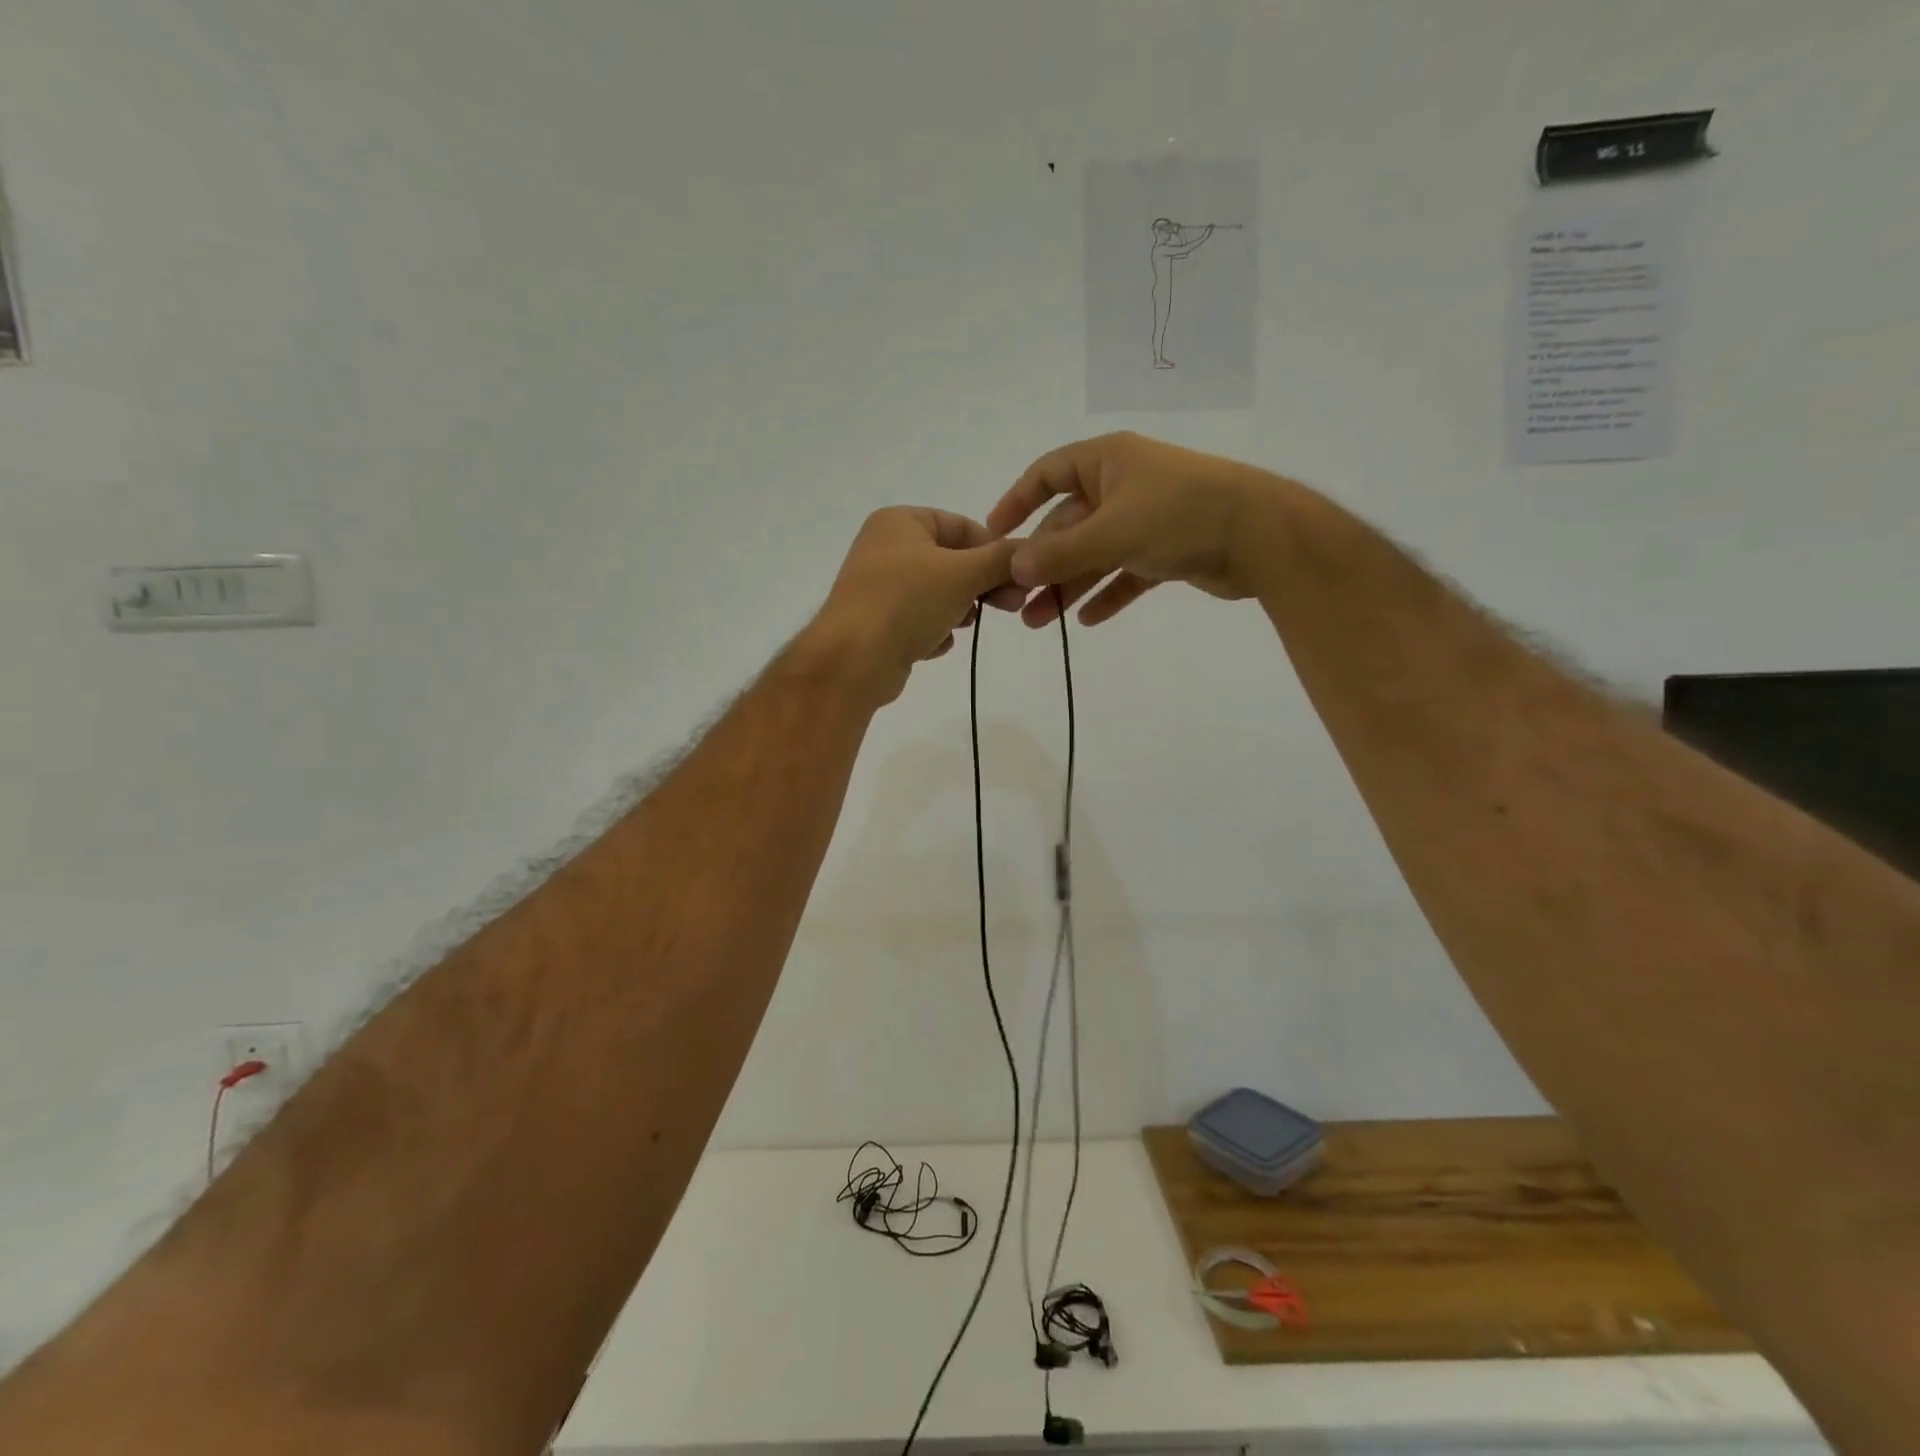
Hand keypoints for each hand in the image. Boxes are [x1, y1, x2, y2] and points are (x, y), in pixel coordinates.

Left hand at [806, 508, 1024, 703]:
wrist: (853, 660)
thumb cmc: (907, 602)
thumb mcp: (964, 573)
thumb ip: (1003, 559)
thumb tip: (1032, 553)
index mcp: (900, 522)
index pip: (963, 526)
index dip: (995, 551)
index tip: (1020, 579)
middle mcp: (885, 548)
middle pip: (951, 561)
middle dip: (982, 585)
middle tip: (1011, 606)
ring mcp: (879, 587)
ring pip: (937, 593)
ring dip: (959, 610)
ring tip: (965, 625)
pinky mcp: (877, 623)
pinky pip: (918, 620)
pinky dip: (933, 631)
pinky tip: (935, 644)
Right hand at [987, 432, 1283, 627]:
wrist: (1261, 535)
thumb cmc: (1180, 515)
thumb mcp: (1112, 532)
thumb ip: (1061, 553)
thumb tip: (1014, 567)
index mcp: (1107, 462)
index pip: (1047, 473)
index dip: (1017, 502)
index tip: (993, 535)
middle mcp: (1123, 486)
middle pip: (1068, 524)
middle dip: (1042, 563)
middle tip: (1016, 600)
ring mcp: (1146, 518)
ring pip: (1095, 554)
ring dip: (1068, 586)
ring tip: (1040, 622)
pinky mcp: (1167, 550)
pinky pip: (1125, 573)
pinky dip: (1107, 594)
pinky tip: (1086, 620)